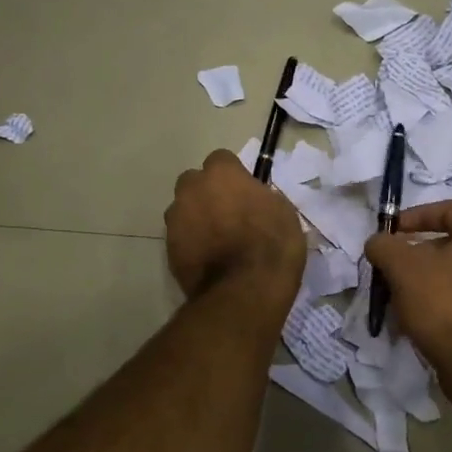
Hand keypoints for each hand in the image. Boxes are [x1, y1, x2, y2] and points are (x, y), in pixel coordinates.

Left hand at [165, 150, 305, 306]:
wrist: (244, 291)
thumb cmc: (272, 245)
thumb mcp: (282, 211)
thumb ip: (260, 197)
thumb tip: (252, 199)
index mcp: (221, 173)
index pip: (221, 159)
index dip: (232, 175)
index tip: (244, 191)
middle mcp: (192, 189)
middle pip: (194, 181)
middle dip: (206, 192)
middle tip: (227, 213)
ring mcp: (176, 219)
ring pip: (182, 209)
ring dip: (195, 217)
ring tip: (215, 240)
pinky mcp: (168, 248)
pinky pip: (180, 237)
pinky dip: (191, 243)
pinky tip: (208, 259)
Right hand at [362, 201, 451, 371]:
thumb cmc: (446, 306)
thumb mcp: (403, 269)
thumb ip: (385, 246)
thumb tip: (378, 242)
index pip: (449, 209)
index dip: (415, 216)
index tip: (391, 233)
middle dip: (417, 255)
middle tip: (392, 270)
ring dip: (427, 282)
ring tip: (401, 300)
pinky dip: (444, 303)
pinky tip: (422, 322)